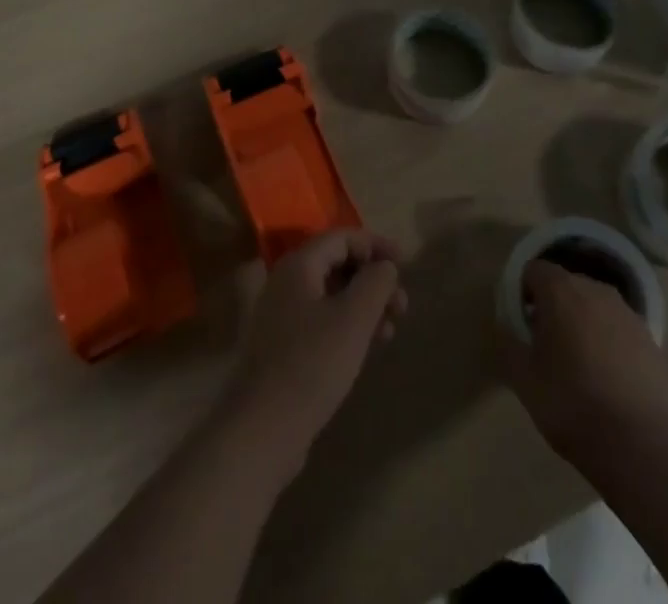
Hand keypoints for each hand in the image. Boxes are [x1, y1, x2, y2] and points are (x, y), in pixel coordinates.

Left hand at [222, 230, 407, 480]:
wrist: (262, 429)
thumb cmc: (312, 365)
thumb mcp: (354, 319)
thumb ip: (376, 283)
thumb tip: (385, 266)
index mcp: (298, 265)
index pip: (342, 238)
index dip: (376, 245)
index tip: (405, 263)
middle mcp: (284, 282)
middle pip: (336, 264)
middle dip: (372, 279)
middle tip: (402, 304)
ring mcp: (279, 315)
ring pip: (330, 294)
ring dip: (363, 304)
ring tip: (390, 329)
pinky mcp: (281, 346)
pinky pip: (320, 319)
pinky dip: (346, 324)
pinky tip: (365, 347)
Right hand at [499, 259, 667, 464]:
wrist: (644, 446)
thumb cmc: (572, 405)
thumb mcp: (524, 379)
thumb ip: (510, 343)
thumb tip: (509, 326)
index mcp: (560, 290)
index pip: (534, 270)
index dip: (523, 293)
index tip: (522, 324)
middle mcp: (595, 289)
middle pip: (566, 285)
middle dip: (553, 307)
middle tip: (546, 346)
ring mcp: (627, 313)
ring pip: (594, 306)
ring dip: (582, 323)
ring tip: (579, 365)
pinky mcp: (651, 339)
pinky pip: (618, 329)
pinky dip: (608, 343)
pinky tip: (608, 380)